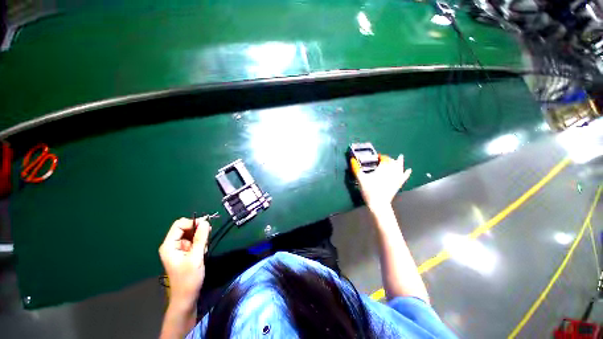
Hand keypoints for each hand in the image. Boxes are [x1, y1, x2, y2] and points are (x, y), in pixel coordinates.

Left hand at [159, 217, 210, 309]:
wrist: (186, 298)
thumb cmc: (188, 279)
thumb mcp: (196, 257)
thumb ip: (201, 238)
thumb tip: (206, 221)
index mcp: (169, 245)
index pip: (179, 225)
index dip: (192, 223)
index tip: (206, 227)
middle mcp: (172, 245)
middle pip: (185, 228)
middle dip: (198, 231)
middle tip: (207, 239)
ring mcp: (178, 249)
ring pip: (191, 234)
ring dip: (200, 238)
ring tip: (204, 249)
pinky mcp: (185, 253)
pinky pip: (194, 241)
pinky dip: (201, 243)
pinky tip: (202, 252)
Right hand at [351, 154, 411, 210]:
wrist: (378, 203)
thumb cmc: (369, 190)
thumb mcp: (360, 178)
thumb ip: (356, 168)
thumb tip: (352, 159)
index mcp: (383, 168)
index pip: (384, 159)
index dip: (380, 157)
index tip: (376, 158)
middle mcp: (391, 171)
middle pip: (392, 162)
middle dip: (388, 159)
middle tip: (383, 159)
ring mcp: (396, 178)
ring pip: (399, 168)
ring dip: (399, 162)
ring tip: (400, 157)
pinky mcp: (398, 184)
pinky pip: (404, 177)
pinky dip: (406, 173)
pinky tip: (409, 170)